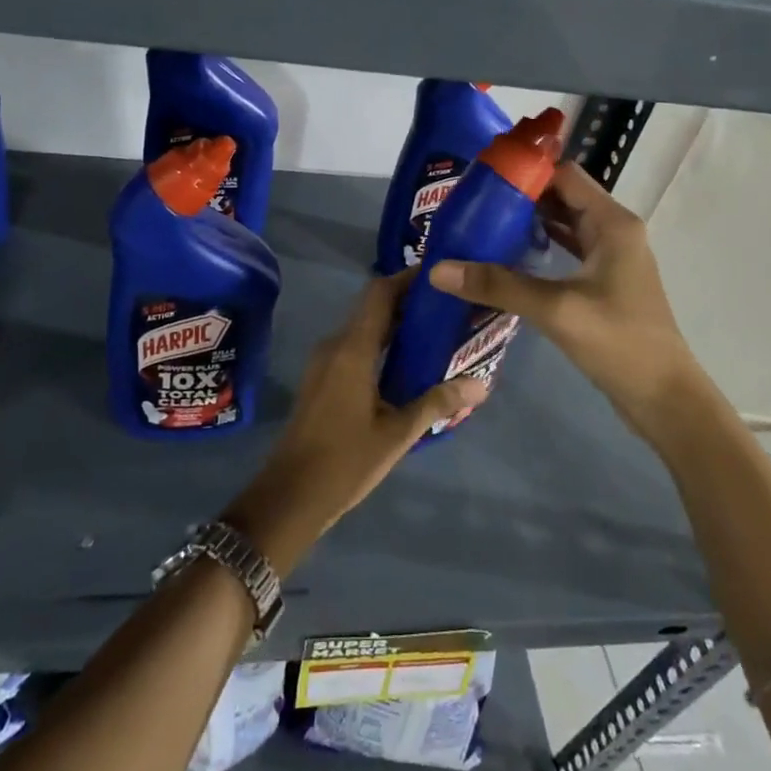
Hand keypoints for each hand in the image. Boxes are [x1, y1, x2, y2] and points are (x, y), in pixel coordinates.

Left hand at [223, 272, 486, 574]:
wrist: (289, 496)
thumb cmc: (345, 461)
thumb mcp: (397, 433)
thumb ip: (438, 402)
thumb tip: (481, 383)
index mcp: (352, 349)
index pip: (379, 293)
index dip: (407, 278)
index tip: (439, 275)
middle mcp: (335, 345)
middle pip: (372, 307)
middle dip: (407, 302)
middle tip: (448, 306)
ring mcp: (324, 362)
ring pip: (364, 328)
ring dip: (395, 324)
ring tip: (435, 331)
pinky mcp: (322, 379)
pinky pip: (355, 347)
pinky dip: (381, 344)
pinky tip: (406, 364)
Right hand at [428, 161, 694, 436]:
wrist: (664, 399)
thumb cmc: (619, 343)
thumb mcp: (556, 309)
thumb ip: (498, 285)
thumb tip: (437, 270)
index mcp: (612, 222)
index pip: (564, 175)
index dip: (525, 172)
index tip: (482, 181)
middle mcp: (613, 231)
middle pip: (561, 197)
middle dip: (520, 198)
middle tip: (472, 205)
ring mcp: (609, 258)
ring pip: (563, 225)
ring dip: (527, 224)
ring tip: (481, 226)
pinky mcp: (602, 283)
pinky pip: (566, 252)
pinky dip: (538, 249)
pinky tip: (506, 259)